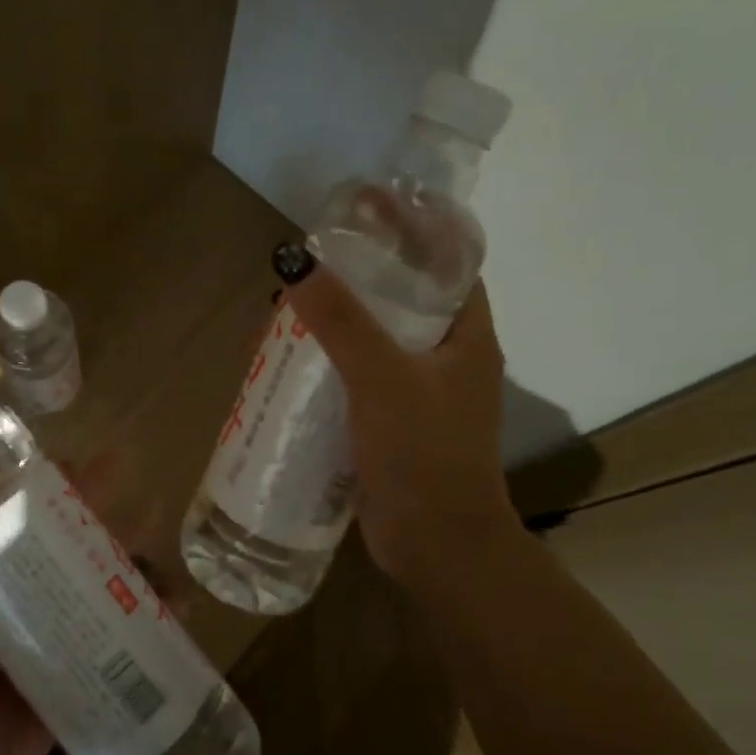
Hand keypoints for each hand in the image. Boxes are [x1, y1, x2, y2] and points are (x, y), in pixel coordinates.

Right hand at [284, 258, 520, 586]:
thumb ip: (341, 321)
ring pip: (376, 337)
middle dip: (360, 274)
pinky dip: (329, 362)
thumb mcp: (382, 379)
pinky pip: (358, 375)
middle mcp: (447, 357)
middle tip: (311, 262)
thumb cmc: (425, 455)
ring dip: (337, 320)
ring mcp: (419, 392)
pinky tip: (289, 362)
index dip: (412, 226)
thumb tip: (295, 260)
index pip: (448, 260)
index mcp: (467, 334)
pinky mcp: (391, 421)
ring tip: (288, 308)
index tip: (366, 206)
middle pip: (404, 296)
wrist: (438, 548)